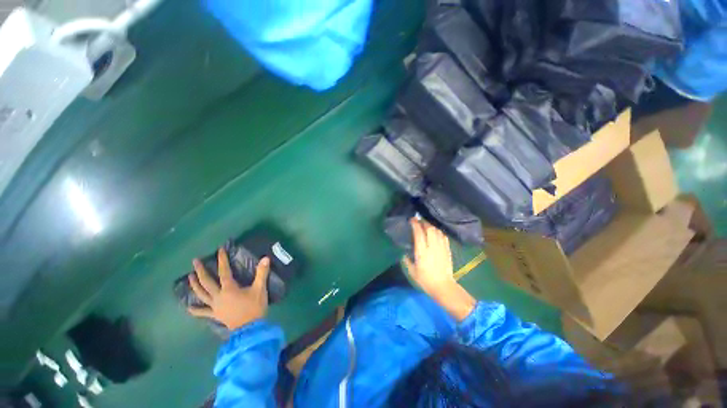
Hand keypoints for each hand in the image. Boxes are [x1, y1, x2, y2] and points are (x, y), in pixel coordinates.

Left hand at [187, 248, 270, 330]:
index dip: (222, 260)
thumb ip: (262, 273)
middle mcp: (218, 296)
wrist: (250, 328)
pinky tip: (189, 307)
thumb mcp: (260, 289)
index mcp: (229, 289)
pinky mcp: (215, 315)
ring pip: (201, 294)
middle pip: (206, 282)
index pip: (224, 271)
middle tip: (194, 261)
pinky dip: (195, 310)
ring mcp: (214, 306)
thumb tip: (265, 258)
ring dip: (194, 285)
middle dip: (200, 271)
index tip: (219, 250)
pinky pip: (203, 312)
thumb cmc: (254, 307)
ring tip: (189, 277)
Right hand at [403, 219, 455, 295]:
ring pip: (437, 231)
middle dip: (424, 222)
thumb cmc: (425, 280)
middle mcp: (432, 247)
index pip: (419, 233)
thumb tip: (404, 254)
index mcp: (422, 252)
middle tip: (419, 221)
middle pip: (430, 229)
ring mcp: (441, 248)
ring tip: (426, 225)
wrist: (443, 287)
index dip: (415, 224)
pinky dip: (439, 232)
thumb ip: (407, 260)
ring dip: (431, 226)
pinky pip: (443, 236)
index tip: (412, 220)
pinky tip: (435, 232)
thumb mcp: (412, 272)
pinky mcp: (447, 250)